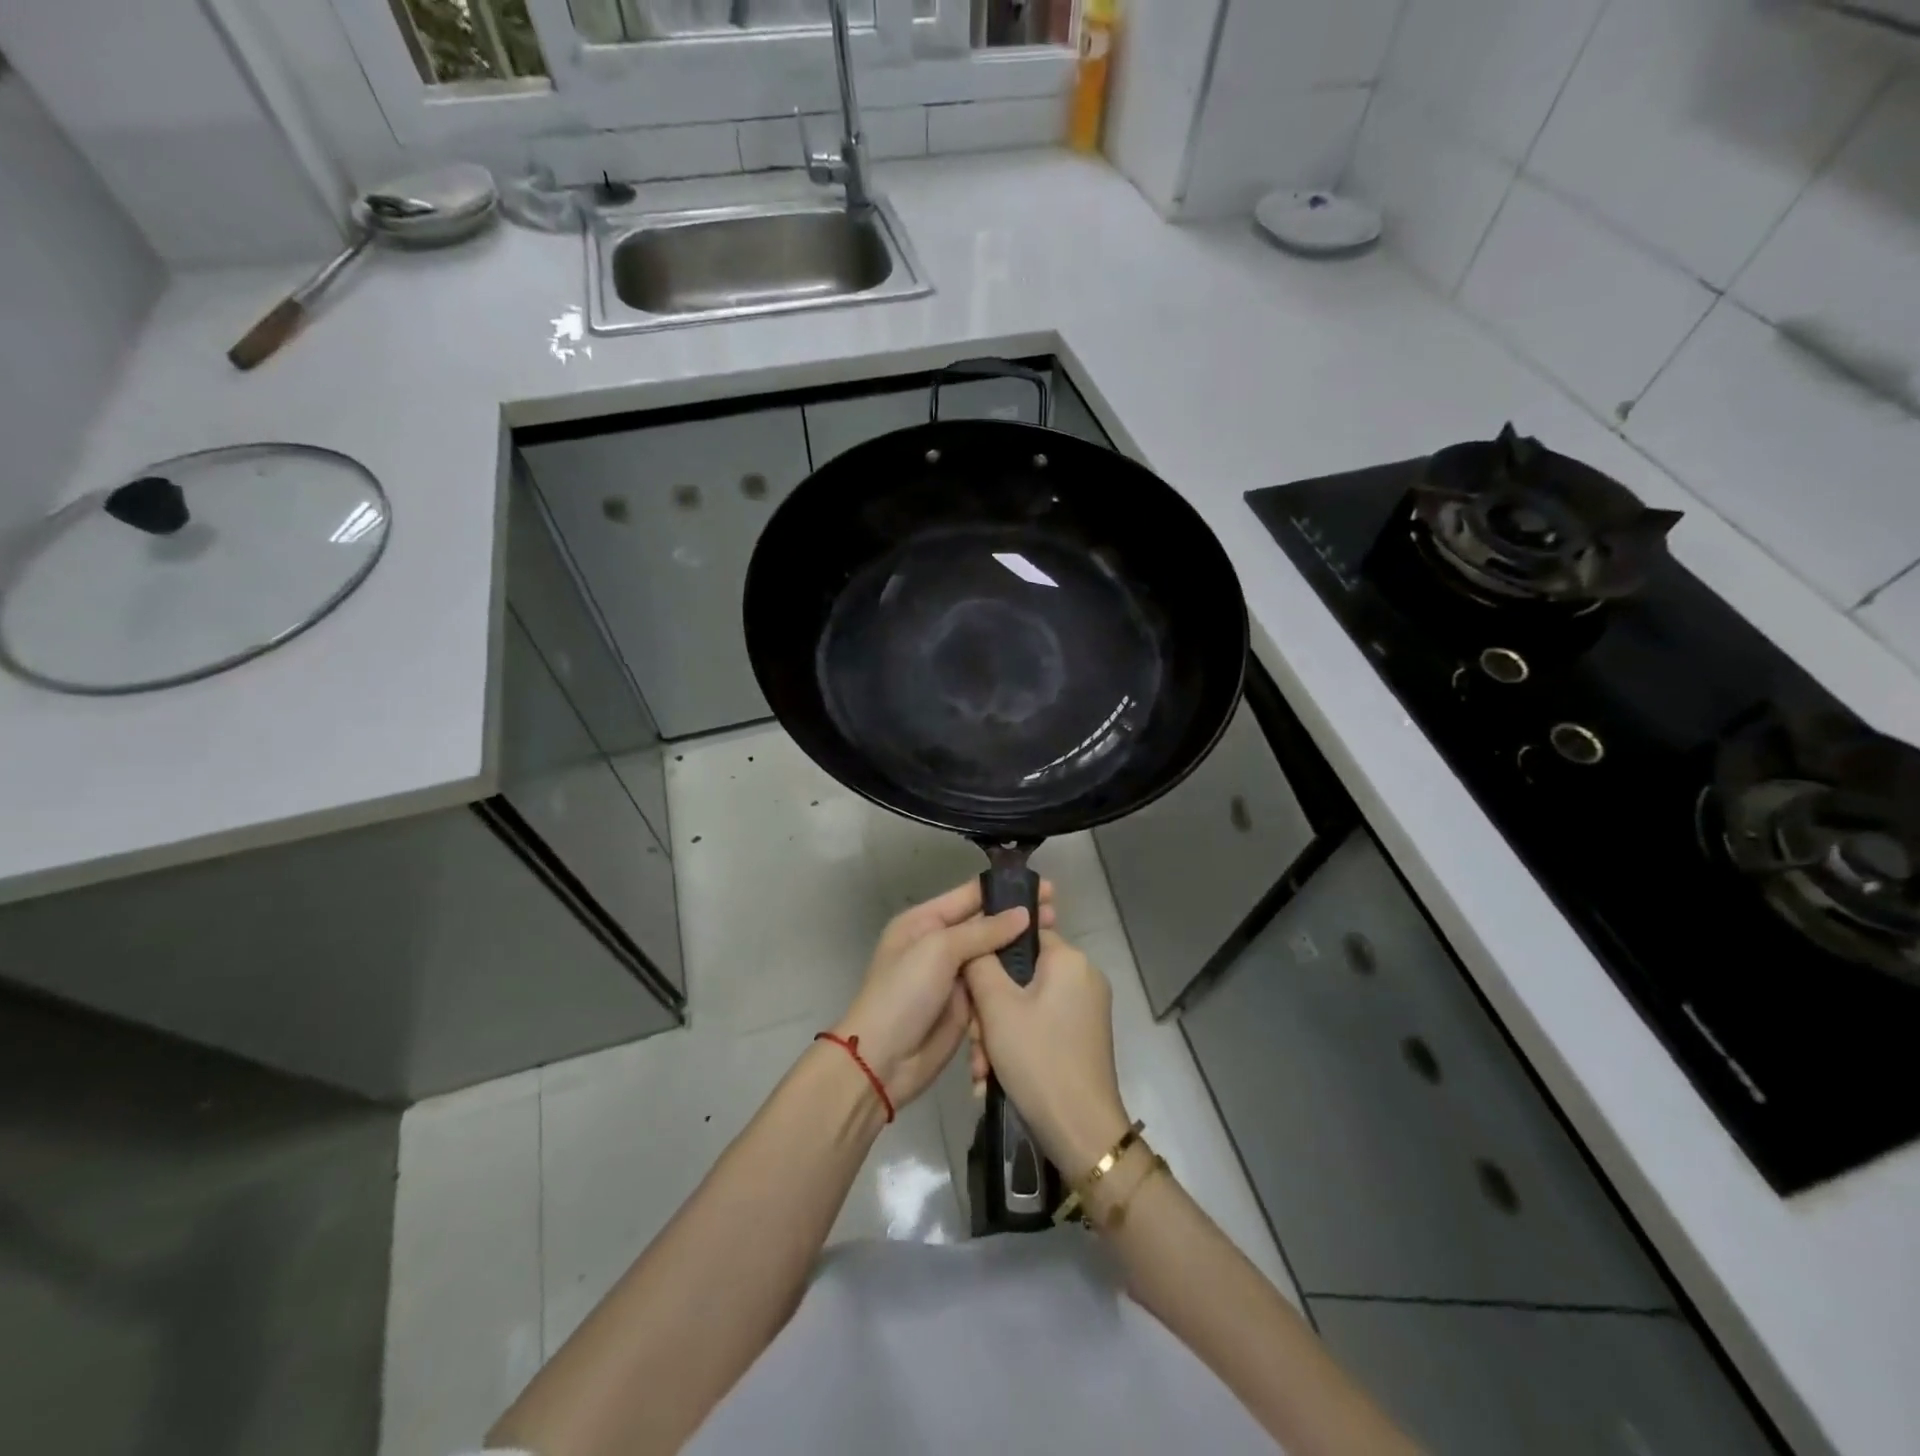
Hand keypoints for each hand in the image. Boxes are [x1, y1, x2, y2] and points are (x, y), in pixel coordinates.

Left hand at [833, 879, 1055, 1107]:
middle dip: (1018, 919)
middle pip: (985, 925)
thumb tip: (1022, 914)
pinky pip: (994, 987)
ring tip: (1055, 941)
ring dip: (1019, 950)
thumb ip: (982, 931)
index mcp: (923, 922)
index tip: (1045, 888)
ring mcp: (952, 977)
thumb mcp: (938, 950)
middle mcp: (938, 944)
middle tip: (1057, 914)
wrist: (882, 1061)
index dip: (1006, 890)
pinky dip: (1012, 981)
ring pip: (993, 956)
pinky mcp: (965, 1007)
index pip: (970, 896)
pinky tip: (1040, 975)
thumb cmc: (904, 994)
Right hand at [964, 929, 1129, 1173]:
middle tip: (975, 1042)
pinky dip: (1017, 1045)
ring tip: (982, 1070)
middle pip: (1021, 976)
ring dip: (998, 1033)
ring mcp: (1087, 1008)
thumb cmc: (1038, 1059)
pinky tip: (995, 1077)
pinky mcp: (1084, 1036)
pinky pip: (1041, 1025)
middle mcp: (1084, 976)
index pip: (1021, 934)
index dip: (990, 957)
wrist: (1081, 1131)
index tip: (970, 988)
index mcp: (1069, 959)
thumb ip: (981, 963)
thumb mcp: (996, 1007)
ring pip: (1027, 1005)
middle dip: (989, 1010)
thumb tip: (976, 941)